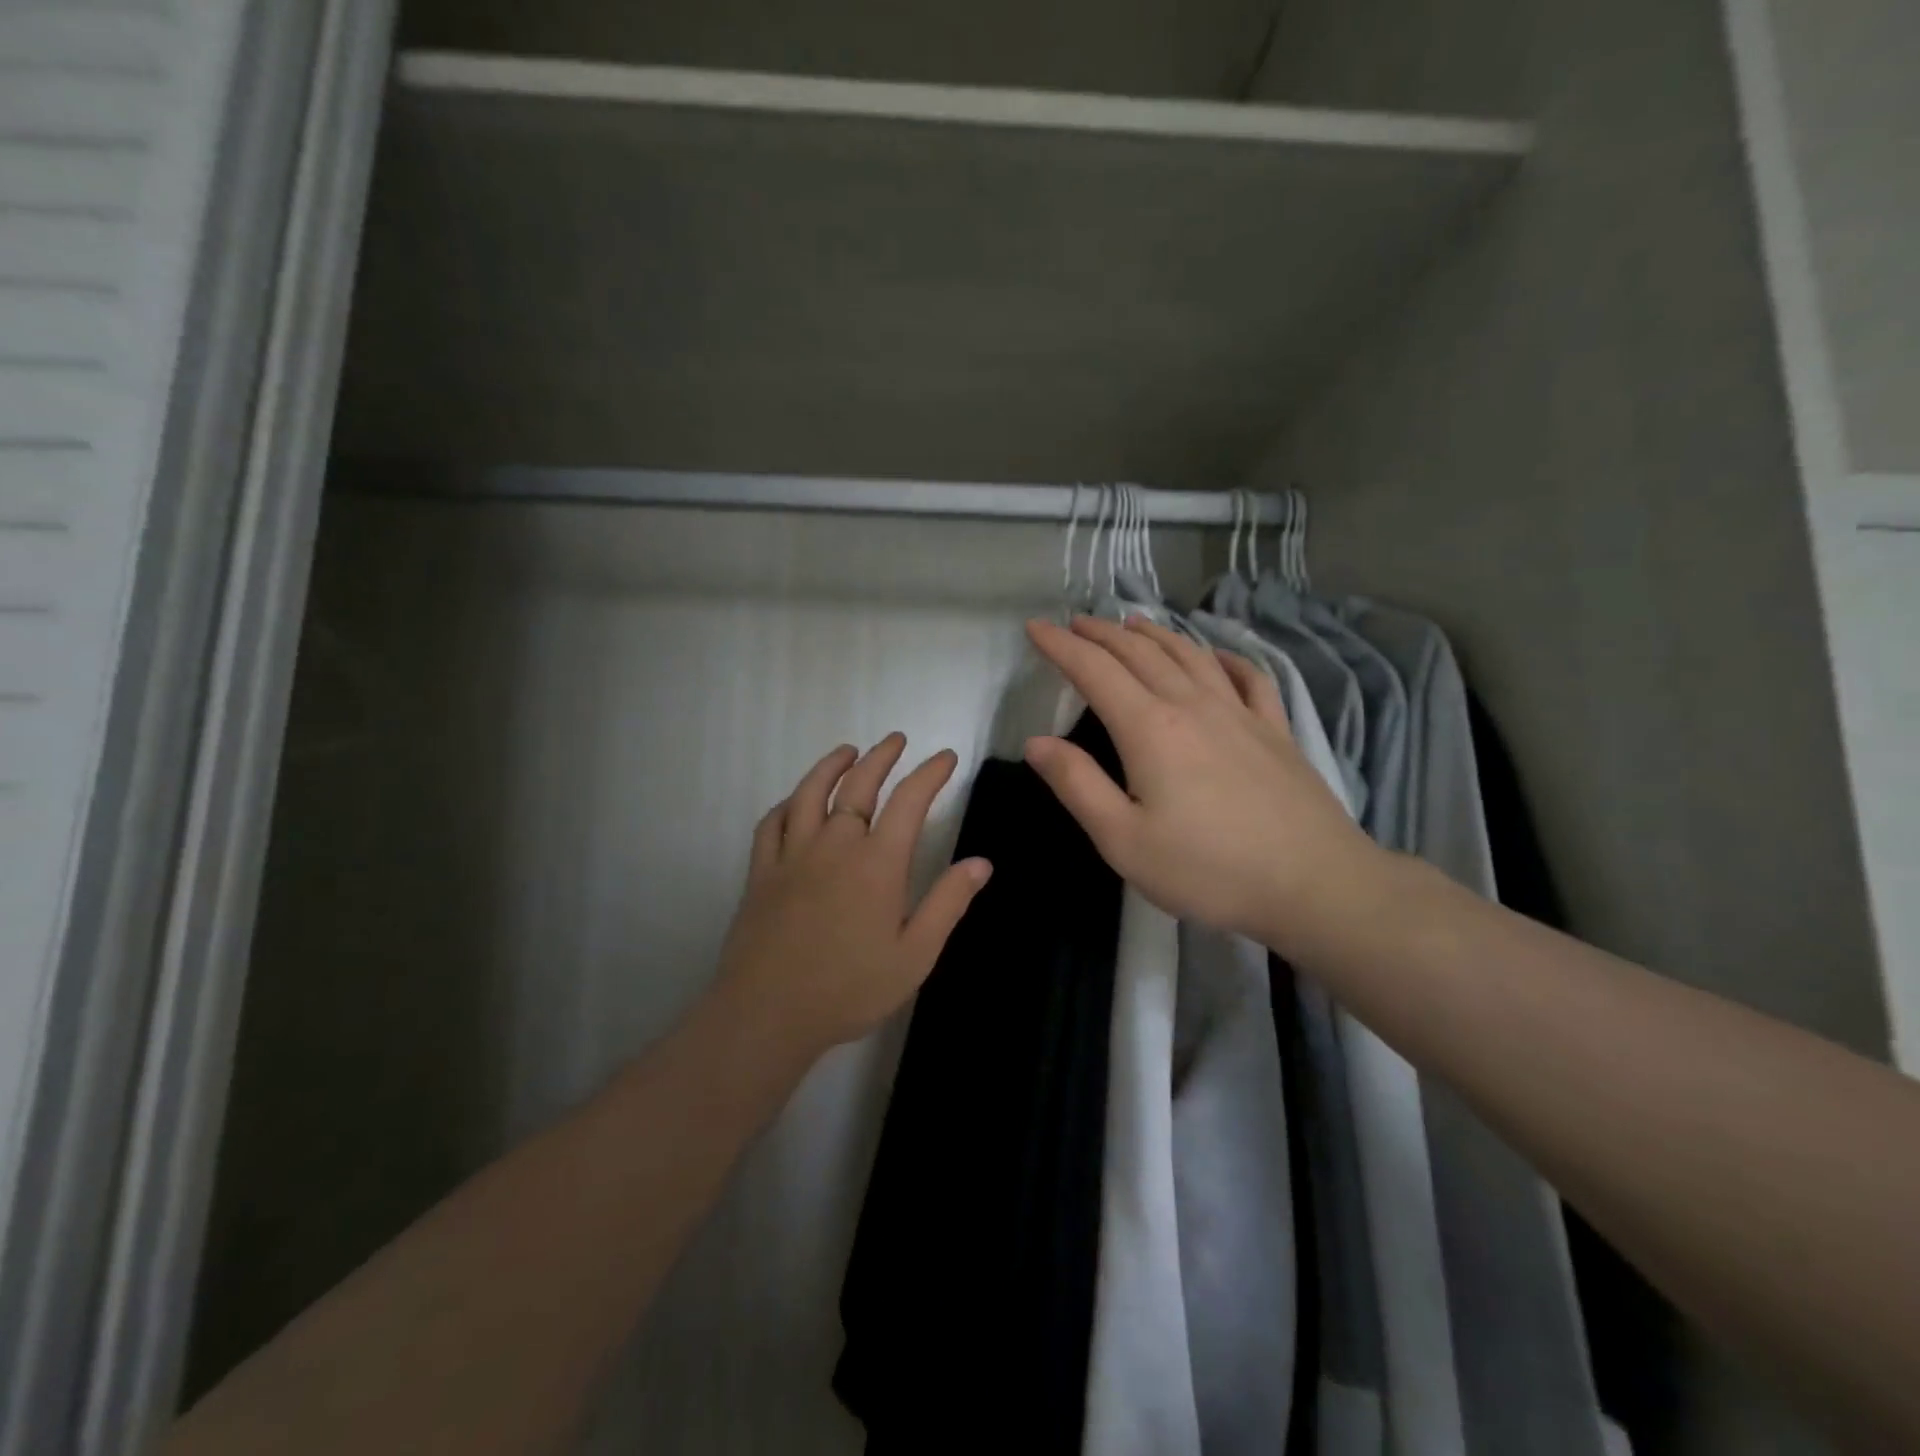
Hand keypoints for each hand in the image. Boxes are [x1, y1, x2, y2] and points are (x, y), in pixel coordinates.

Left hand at [716, 734, 992, 1056]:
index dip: (930, 773)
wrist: (768, 1013)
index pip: (909, 801)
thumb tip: (981, 862)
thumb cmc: (849, 988)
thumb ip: (947, 904)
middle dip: (882, 756)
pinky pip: (772, 823)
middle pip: (858, 785)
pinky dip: (788, 803)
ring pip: (811, 793)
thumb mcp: (914, 955)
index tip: (946, 757)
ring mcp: (793, 855)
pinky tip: (796, 801)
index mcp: (877, 863)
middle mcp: (835, 845)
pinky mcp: (762, 872)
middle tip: (897, 739)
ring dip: (831, 765)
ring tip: (847, 750)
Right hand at [1023, 616, 1384, 952]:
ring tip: (1133, 623)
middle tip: (1076, 622)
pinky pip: (1248, 677)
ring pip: (1190, 655)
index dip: (1061, 646)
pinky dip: (1224, 657)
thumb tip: (1036, 743)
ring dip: (1155, 634)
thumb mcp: (1123, 840)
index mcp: (1149, 728)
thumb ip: (1077, 785)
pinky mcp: (1276, 730)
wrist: (1314, 884)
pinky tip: (1216, 655)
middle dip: (1102, 633)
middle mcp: (1193, 705)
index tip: (1036, 627)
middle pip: (1140, 653)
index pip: (1095, 671)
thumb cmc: (1208, 869)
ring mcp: (1240, 713)